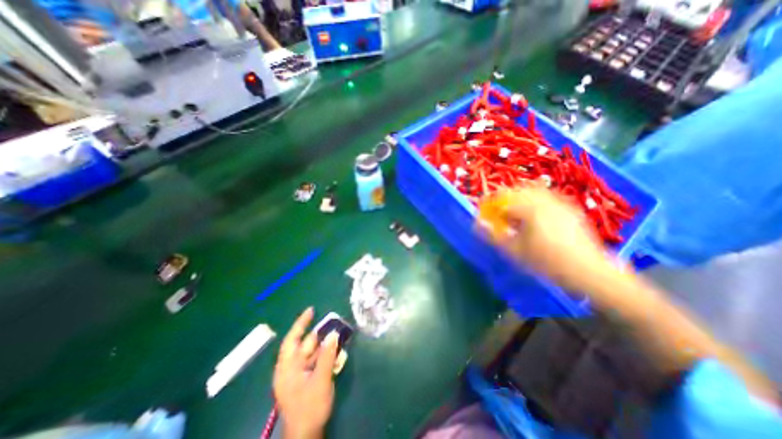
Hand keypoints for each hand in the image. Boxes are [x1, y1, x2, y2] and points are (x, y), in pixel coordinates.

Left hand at [273, 308, 337, 438]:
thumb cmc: (310, 408)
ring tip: (336, 334)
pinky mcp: (304, 381)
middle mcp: (290, 369)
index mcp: (287, 368)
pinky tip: (334, 351)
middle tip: (332, 323)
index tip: (311, 310)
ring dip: (322, 344)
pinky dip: (323, 355)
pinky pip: (314, 362)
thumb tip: (333, 334)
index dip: (301, 323)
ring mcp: (297, 376)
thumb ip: (327, 356)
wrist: (307, 435)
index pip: (292, 339)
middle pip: (303, 346)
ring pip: (310, 353)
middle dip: (318, 334)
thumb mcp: (321, 380)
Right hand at [477, 185, 617, 290]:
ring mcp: (560, 202)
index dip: (490, 201)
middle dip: (504, 197)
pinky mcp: (570, 208)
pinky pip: (548, 196)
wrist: (589, 272)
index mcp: (530, 209)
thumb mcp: (515, 251)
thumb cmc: (548, 263)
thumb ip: (493, 236)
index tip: (484, 208)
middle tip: (499, 210)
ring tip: (515, 211)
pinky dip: (535, 199)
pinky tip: (534, 213)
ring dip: (519, 197)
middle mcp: (545, 200)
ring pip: (533, 190)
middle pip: (518, 190)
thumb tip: (477, 224)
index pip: (503, 197)